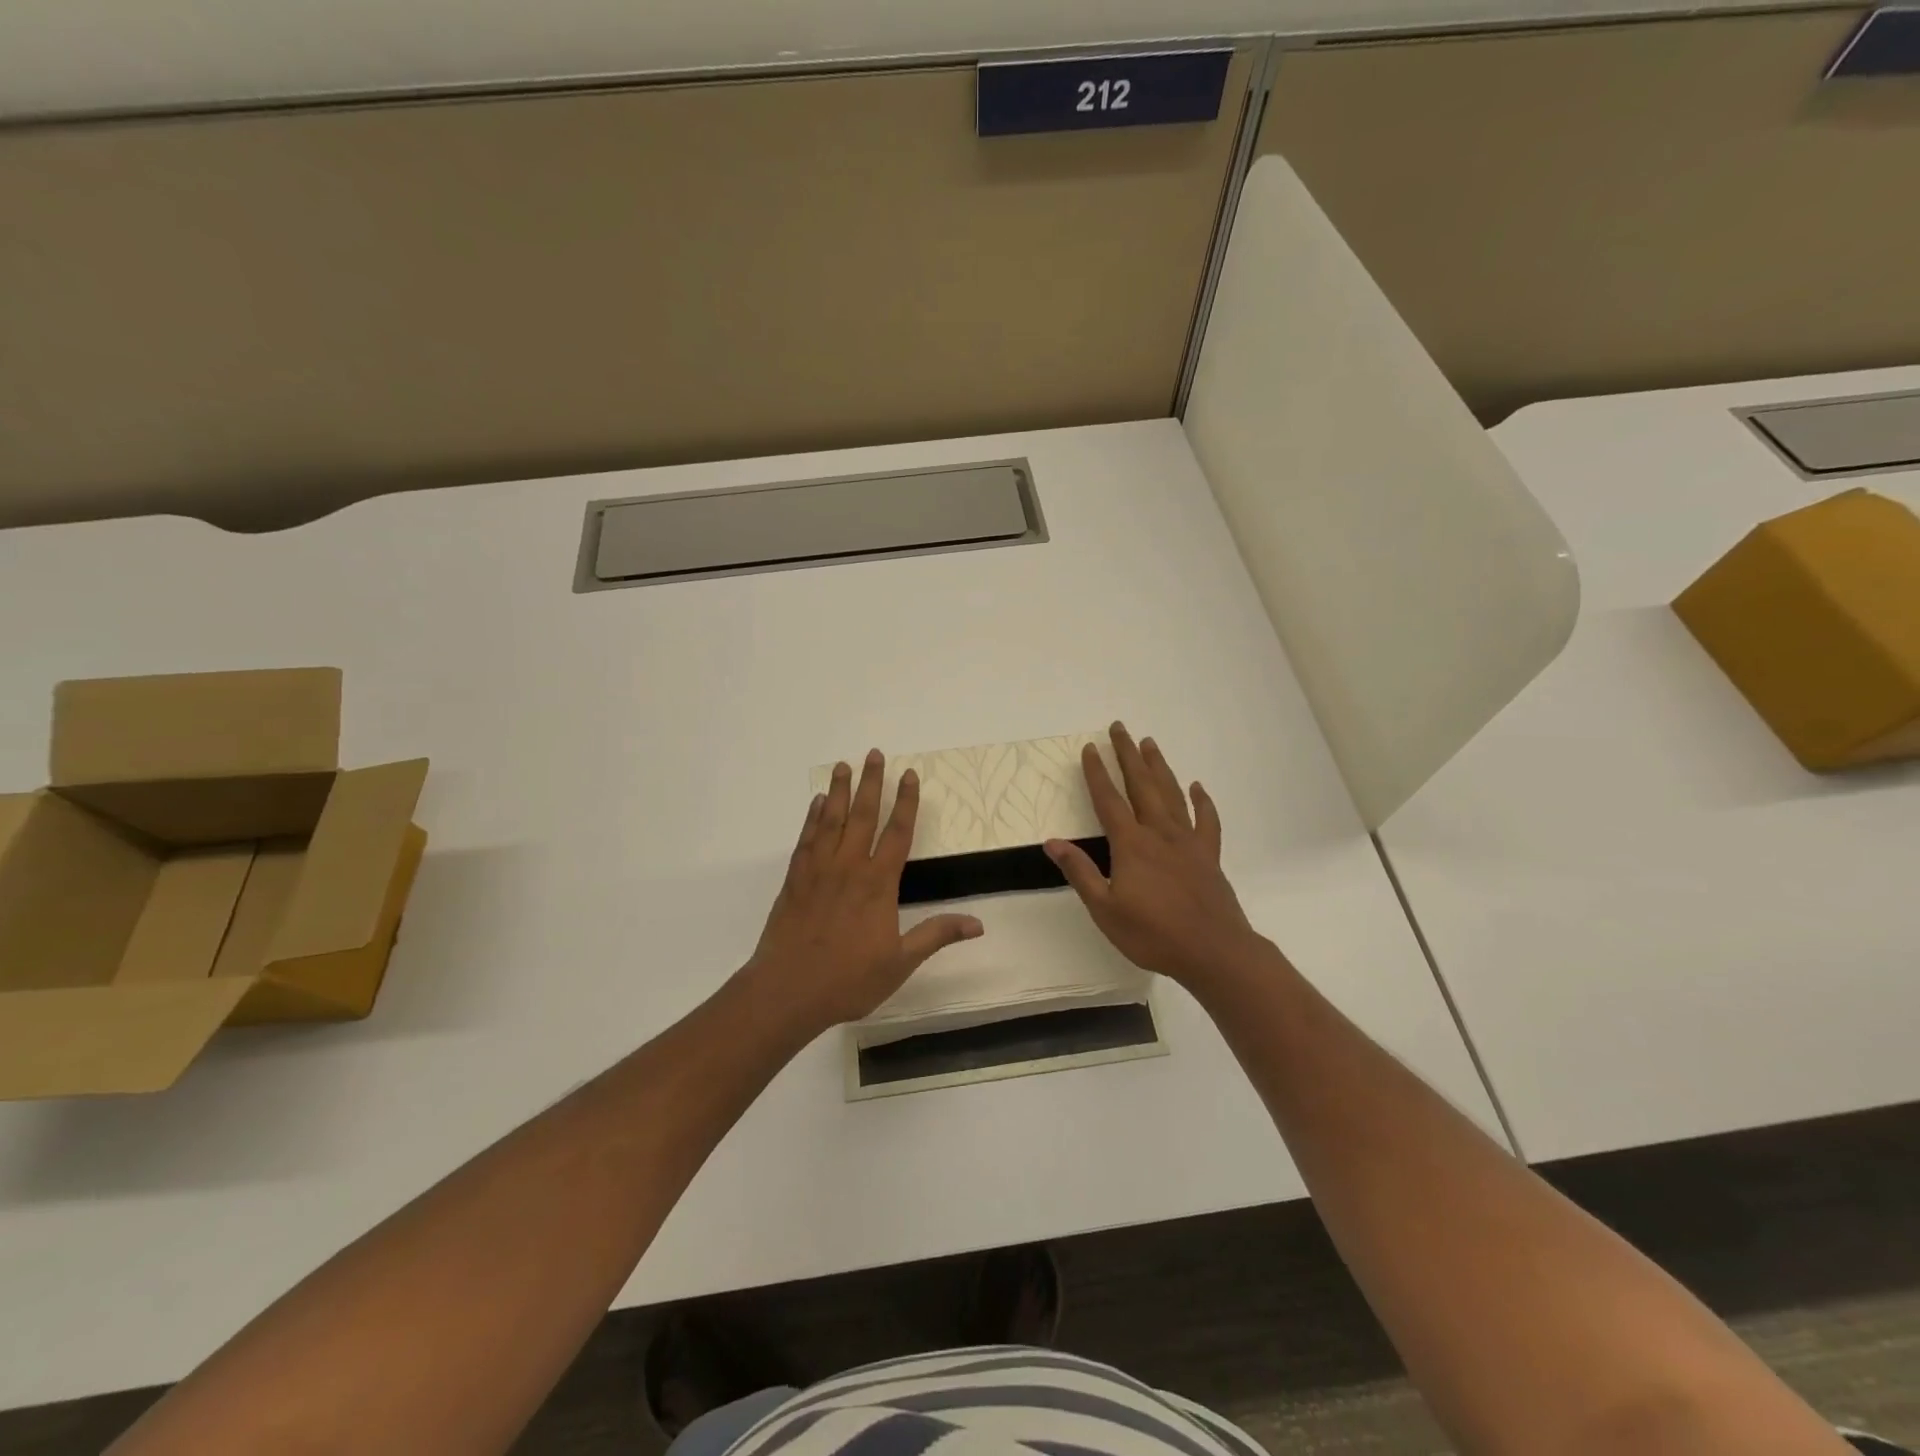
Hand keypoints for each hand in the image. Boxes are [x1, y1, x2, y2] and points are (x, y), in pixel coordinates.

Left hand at [746, 749, 982, 1034]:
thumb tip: (978, 924)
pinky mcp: (794, 880)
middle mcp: (849, 867)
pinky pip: (806, 839)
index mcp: (878, 884)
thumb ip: (936, 936)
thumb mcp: (900, 963)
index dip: (906, 802)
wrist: (786, 991)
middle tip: (874, 753)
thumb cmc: (848, 979)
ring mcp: (818, 870)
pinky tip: (817, 803)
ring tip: (843, 765)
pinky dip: (813, 818)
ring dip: (840, 791)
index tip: (909, 774)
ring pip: (832, 820)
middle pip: (863, 815)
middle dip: (871, 783)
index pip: (898, 833)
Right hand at [1046, 723, 1265, 992]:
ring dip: (1159, 767)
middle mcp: (1159, 833)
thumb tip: (1052, 842)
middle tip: (1120, 728)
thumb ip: (1080, 872)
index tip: (1089, 748)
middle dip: (1128, 755)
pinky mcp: (1209, 855)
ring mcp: (1188, 841)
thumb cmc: (1153, 934)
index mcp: (1131, 844)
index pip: (1109, 800)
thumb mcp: (1105, 909)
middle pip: (1141, 785)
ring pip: (1172, 794)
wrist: (1214, 951)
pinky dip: (1202, 801)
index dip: (1097, 773)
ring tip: (1150, 743)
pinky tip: (1197, 787)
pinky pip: (1206, 820)